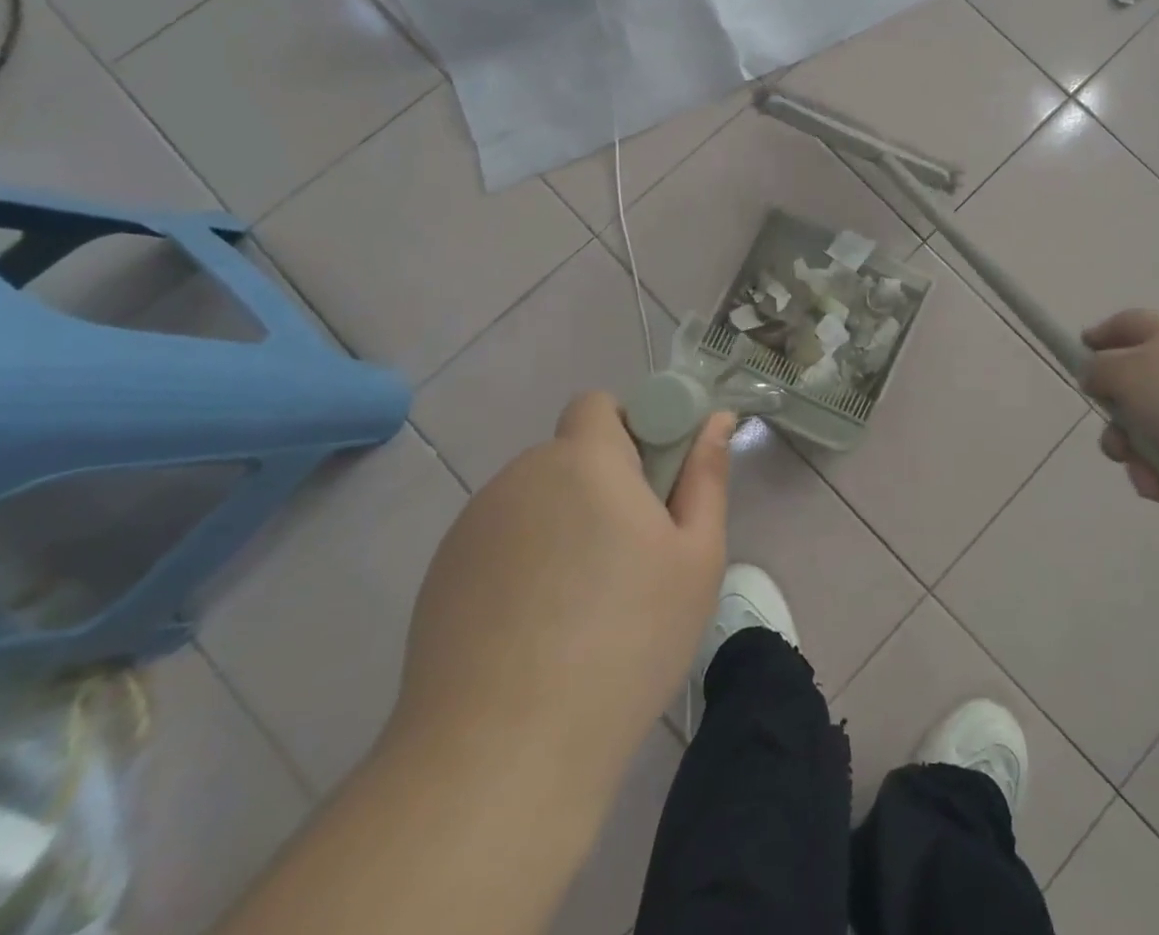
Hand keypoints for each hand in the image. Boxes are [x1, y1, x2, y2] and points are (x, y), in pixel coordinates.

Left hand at [390, 392, 733, 791]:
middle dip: (603, 484)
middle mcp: (522, 476)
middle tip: (631, 554)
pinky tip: (536, 631)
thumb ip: (706, 475)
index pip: (599, 404)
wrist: (502, 754)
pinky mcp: (441, 575)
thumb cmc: (626, 641)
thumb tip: (717, 419)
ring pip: (536, 501)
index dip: (631, 430)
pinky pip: (500, 542)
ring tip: (583, 605)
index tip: (653, 486)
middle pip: (570, 455)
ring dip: (564, 524)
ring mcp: (473, 526)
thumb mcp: (695, 557)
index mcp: (585, 460)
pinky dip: (524, 563)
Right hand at [1081, 309, 1158, 512]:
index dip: (1101, 335)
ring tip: (1156, 486)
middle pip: (1138, 394)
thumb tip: (1094, 373)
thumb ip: (1100, 371)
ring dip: (1146, 464)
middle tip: (1119, 450)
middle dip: (1121, 429)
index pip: (1127, 325)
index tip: (1082, 350)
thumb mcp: (1130, 374)